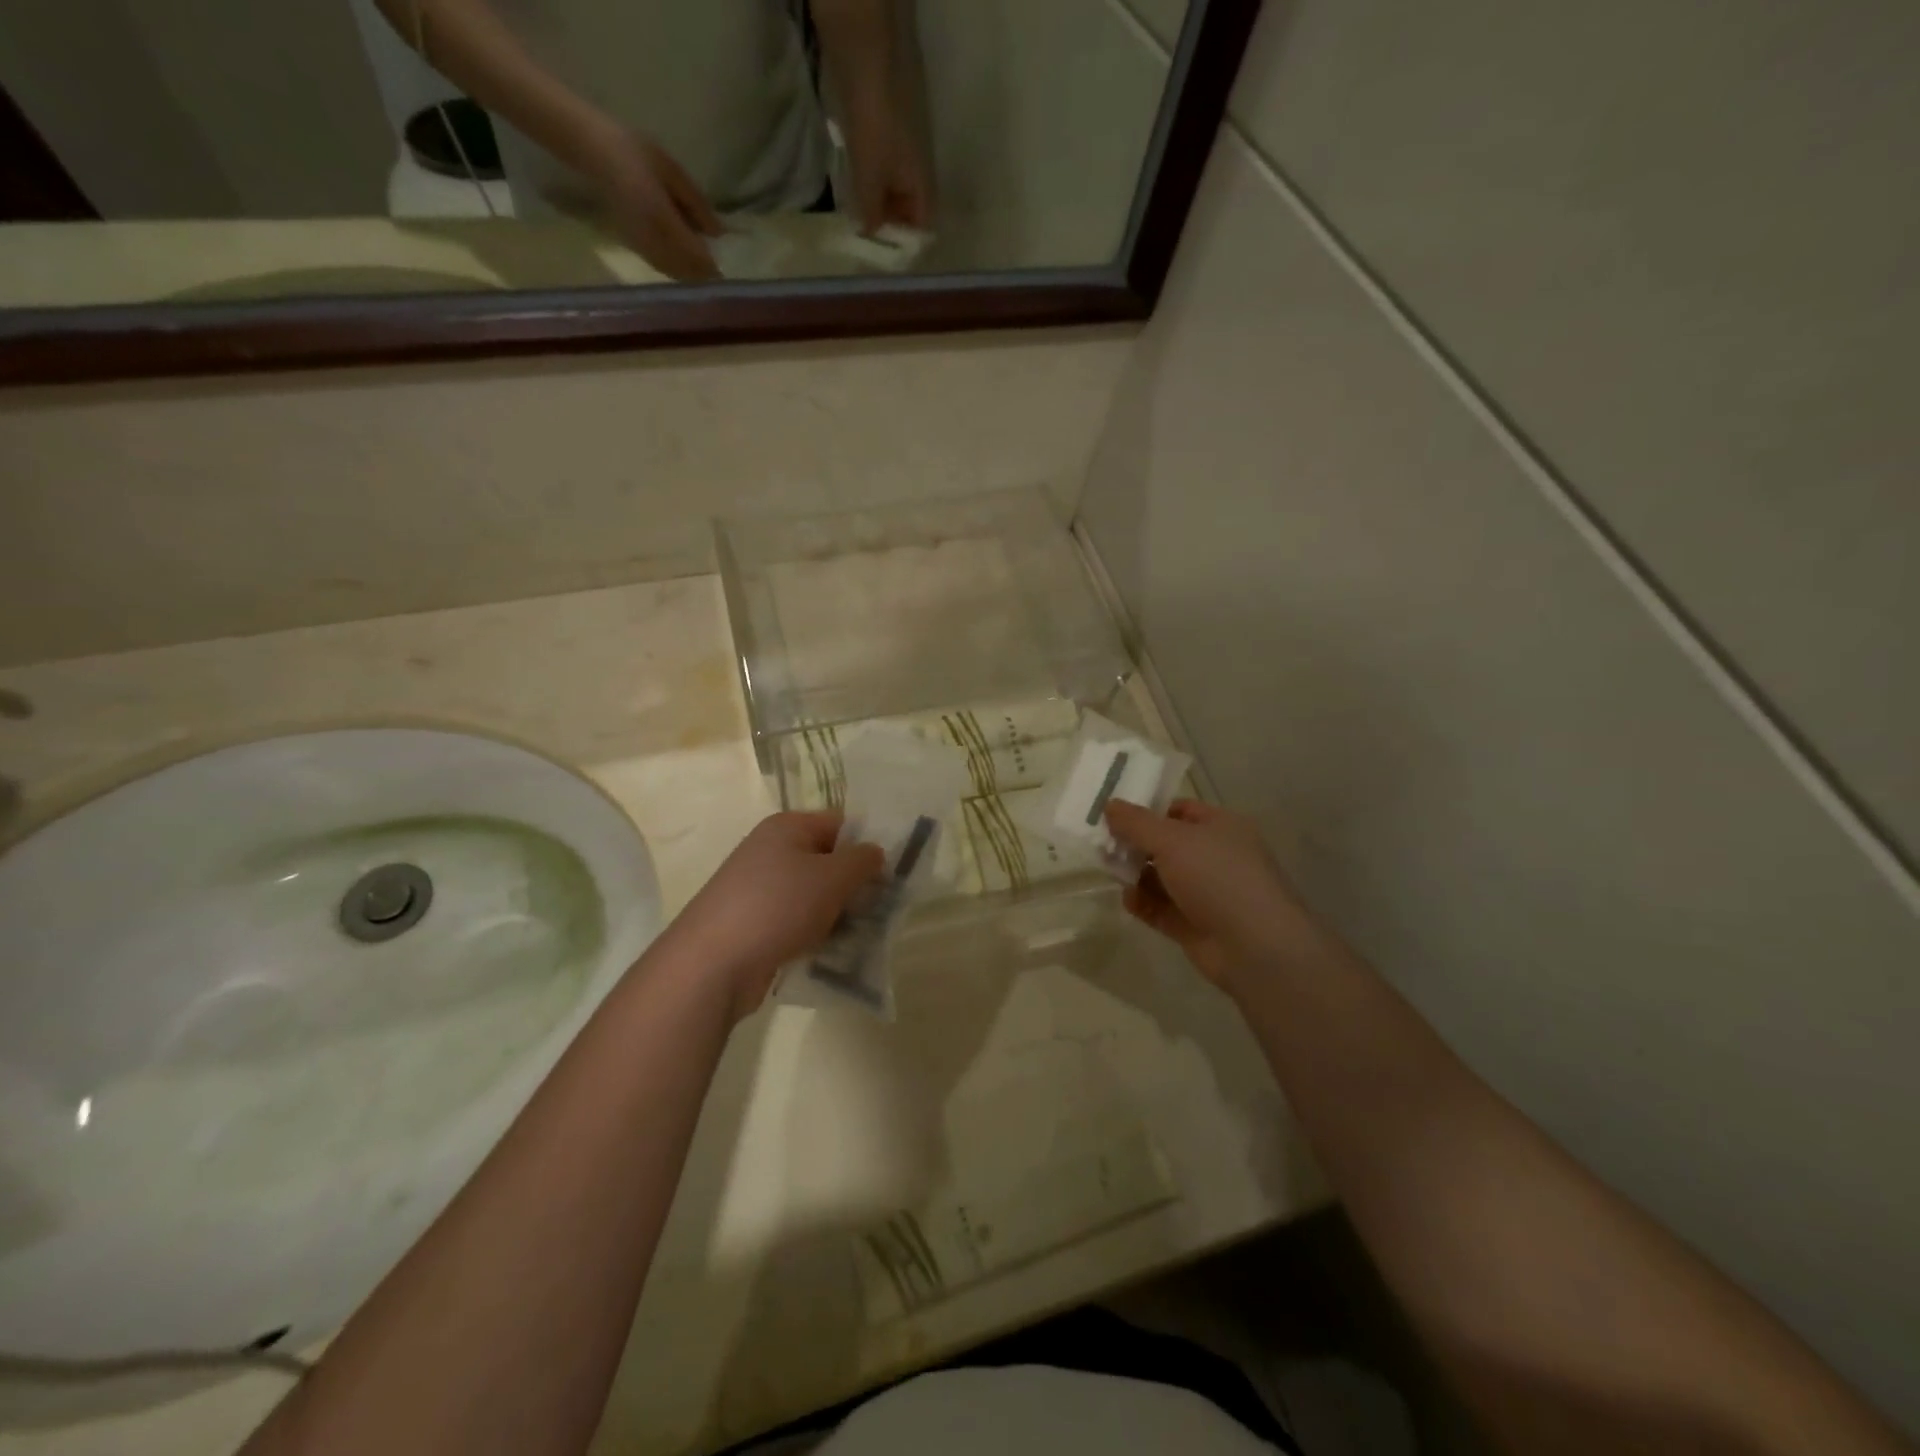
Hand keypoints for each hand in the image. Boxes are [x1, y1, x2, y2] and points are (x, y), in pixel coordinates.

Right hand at [587, 131, 723, 281]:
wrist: (592, 149)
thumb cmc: (634, 151)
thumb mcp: (672, 171)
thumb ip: (696, 203)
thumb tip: (718, 233)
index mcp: (662, 218)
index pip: (695, 255)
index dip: (713, 267)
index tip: (728, 271)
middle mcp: (651, 239)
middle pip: (686, 271)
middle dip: (704, 274)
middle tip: (721, 272)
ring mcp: (641, 245)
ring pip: (675, 273)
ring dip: (691, 274)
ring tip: (705, 267)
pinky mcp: (634, 246)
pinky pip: (662, 267)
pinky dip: (678, 269)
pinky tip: (685, 262)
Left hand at [664, 812, 884, 1020]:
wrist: (712, 964)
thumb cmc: (777, 907)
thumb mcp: (832, 877)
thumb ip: (862, 860)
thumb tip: (875, 853)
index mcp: (787, 827)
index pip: (840, 823)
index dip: (867, 844)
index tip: (891, 872)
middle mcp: (771, 851)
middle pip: (827, 860)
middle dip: (855, 884)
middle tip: (883, 907)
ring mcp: (759, 889)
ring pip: (814, 895)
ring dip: (839, 913)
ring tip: (864, 934)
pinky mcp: (755, 924)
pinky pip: (797, 921)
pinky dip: (816, 933)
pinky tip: (834, 952)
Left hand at [840, 78, 931, 231]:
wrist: (865, 65)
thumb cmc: (875, 126)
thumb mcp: (870, 177)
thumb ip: (870, 211)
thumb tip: (868, 234)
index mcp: (922, 184)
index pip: (923, 227)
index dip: (907, 244)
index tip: (887, 257)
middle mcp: (916, 173)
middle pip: (908, 212)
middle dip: (889, 227)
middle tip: (866, 242)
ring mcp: (900, 156)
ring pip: (892, 193)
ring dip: (876, 207)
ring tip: (857, 222)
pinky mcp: (883, 139)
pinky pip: (879, 174)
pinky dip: (869, 187)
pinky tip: (853, 194)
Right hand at [1104, 799, 1315, 992]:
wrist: (1255, 948)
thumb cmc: (1217, 877)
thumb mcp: (1171, 840)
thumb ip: (1136, 823)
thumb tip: (1109, 804)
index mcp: (1221, 827)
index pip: (1180, 811)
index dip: (1148, 812)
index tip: (1114, 817)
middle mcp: (1216, 857)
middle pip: (1167, 845)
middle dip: (1136, 845)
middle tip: (1104, 847)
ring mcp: (1207, 893)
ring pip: (1163, 878)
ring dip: (1136, 875)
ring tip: (1111, 873)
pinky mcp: (1196, 925)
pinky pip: (1163, 908)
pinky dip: (1144, 903)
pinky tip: (1128, 900)